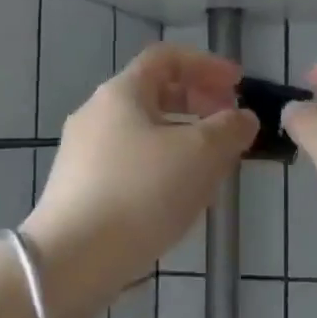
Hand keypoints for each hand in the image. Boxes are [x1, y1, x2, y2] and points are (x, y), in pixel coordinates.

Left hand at [25, 44, 257, 305]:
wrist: (73, 259)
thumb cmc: (142, 192)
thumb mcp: (201, 154)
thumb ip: (229, 128)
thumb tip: (242, 118)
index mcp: (121, 93)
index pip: (166, 58)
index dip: (207, 65)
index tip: (238, 85)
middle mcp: (96, 115)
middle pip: (155, 95)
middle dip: (199, 104)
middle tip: (230, 126)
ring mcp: (84, 155)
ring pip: (145, 133)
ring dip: (185, 140)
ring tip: (214, 168)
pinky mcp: (81, 190)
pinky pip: (132, 164)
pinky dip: (164, 167)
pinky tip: (182, 199)